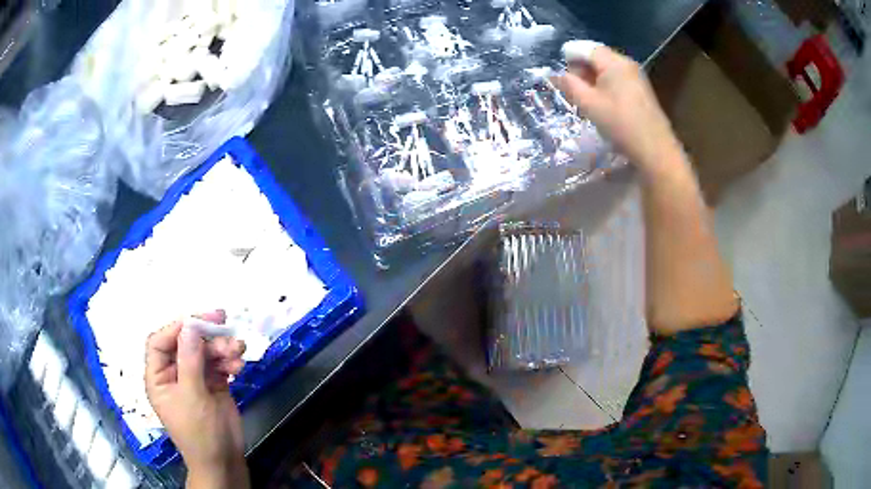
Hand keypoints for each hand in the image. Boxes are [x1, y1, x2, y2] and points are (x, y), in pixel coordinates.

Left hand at [145, 311, 249, 488]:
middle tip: (223, 321)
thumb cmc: (199, 433)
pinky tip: (239, 366)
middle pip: (186, 343)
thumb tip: (189, 326)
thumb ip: (189, 361)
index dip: (176, 328)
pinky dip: (230, 361)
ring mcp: (195, 379)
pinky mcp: (213, 384)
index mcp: (159, 377)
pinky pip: (219, 364)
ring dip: (222, 348)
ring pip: (205, 352)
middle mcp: (175, 374)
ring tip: (238, 350)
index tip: (197, 321)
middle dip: (205, 336)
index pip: (160, 342)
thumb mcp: (192, 397)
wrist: (224, 461)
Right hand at [553, 44, 685, 174]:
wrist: (655, 149)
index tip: (560, 71)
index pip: (586, 48)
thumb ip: (570, 85)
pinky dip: (605, 85)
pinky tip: (601, 102)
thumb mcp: (588, 104)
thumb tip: (557, 74)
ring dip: (593, 78)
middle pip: (598, 57)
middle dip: (581, 67)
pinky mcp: (641, 90)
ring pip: (608, 69)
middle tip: (570, 86)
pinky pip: (618, 79)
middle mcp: (626, 64)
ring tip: (584, 97)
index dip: (570, 55)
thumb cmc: (620, 124)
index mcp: (614, 62)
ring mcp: (636, 77)